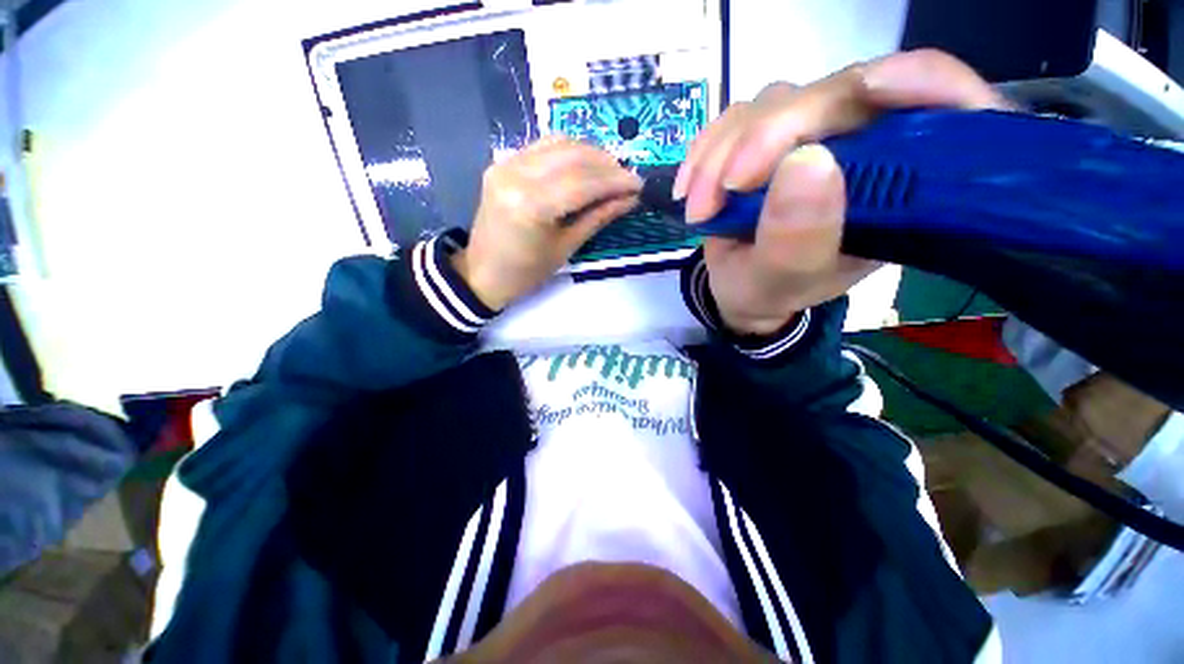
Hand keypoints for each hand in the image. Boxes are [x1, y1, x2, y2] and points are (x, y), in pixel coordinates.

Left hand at [453, 137, 641, 309]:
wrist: (483, 272)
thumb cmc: (526, 272)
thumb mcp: (566, 248)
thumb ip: (598, 217)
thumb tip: (630, 198)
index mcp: (531, 206)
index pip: (583, 183)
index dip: (615, 181)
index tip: (639, 185)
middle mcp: (516, 175)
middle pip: (573, 156)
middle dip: (607, 164)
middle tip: (628, 178)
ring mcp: (505, 164)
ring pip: (559, 143)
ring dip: (591, 153)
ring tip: (611, 171)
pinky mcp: (502, 162)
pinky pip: (543, 146)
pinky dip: (569, 150)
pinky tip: (584, 164)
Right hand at [673, 49, 1008, 334]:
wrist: (739, 288)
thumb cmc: (771, 291)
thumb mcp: (783, 282)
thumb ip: (797, 240)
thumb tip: (807, 162)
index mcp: (900, 188)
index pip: (943, 109)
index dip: (922, 83)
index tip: (874, 90)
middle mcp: (864, 147)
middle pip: (836, 94)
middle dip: (767, 138)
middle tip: (724, 190)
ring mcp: (812, 135)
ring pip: (775, 103)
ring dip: (723, 153)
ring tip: (698, 208)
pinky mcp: (769, 136)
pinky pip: (736, 119)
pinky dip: (705, 151)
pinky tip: (688, 187)